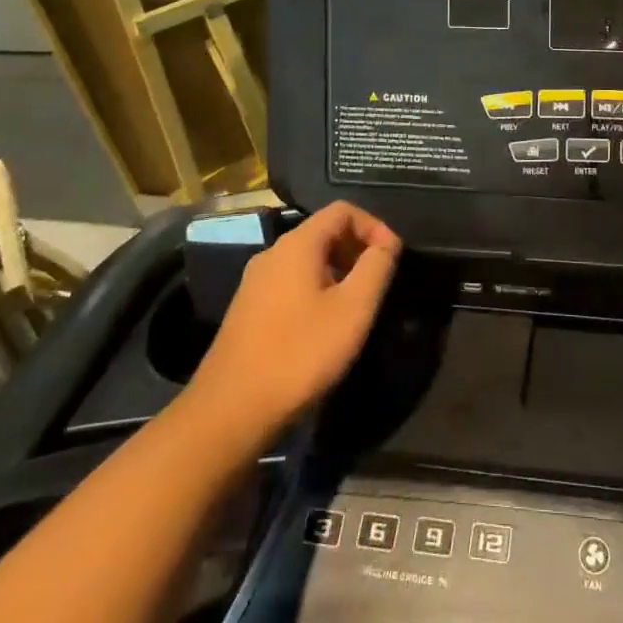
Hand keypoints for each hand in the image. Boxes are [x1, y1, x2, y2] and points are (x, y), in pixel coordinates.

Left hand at [189, 202, 400, 440]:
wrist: (230, 412)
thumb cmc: (300, 354)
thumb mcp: (353, 309)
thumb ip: (376, 267)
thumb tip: (388, 242)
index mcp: (296, 245)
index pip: (342, 210)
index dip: (374, 226)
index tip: (392, 257)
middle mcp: (272, 254)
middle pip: (323, 232)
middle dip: (357, 248)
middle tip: (380, 280)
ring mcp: (255, 283)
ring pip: (307, 259)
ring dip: (339, 270)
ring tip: (358, 304)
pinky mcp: (248, 310)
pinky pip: (291, 282)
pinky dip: (318, 288)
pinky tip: (326, 324)